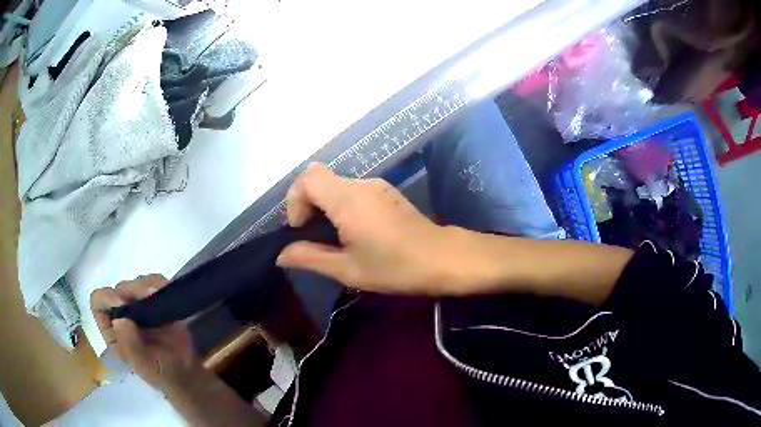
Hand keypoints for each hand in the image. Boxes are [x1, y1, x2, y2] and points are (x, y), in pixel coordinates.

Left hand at [90, 275, 195, 391]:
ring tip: (160, 296)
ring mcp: (139, 305)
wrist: (185, 373)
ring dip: (147, 286)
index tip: (122, 303)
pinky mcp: (157, 301)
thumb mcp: (143, 365)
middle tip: (149, 295)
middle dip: (132, 290)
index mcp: (112, 329)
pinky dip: (160, 284)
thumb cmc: (160, 373)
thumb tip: (120, 319)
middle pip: (119, 289)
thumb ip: (130, 344)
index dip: (107, 298)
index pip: (98, 303)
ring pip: (136, 282)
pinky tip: (166, 293)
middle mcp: (122, 313)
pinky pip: (155, 282)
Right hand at [276, 163, 452, 294]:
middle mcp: (361, 184)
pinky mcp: (386, 191)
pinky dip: (343, 206)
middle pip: (320, 179)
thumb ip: (310, 258)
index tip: (302, 229)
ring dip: (326, 207)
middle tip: (315, 237)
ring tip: (336, 239)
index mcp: (348, 200)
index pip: (308, 178)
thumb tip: (281, 255)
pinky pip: (353, 191)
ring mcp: (376, 185)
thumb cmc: (395, 267)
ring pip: (336, 185)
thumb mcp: (348, 270)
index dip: (296, 200)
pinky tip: (356, 232)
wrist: (441, 258)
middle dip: (308, 205)